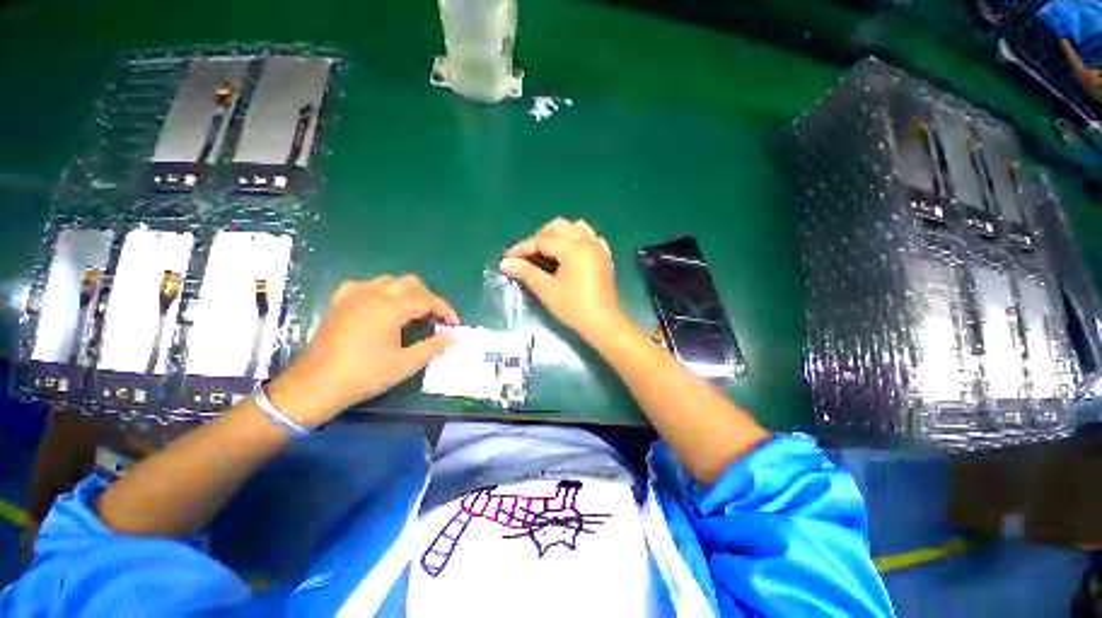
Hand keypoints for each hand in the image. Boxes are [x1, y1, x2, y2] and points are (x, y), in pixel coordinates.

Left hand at [266, 275, 459, 425]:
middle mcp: (373, 295)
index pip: (427, 300)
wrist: (316, 386)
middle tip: (434, 318)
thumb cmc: (364, 375)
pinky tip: (379, 304)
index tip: (454, 324)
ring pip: (387, 280)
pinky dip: (378, 291)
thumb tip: (454, 337)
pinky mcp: (339, 304)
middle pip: (410, 283)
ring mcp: (353, 297)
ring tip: (411, 311)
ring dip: (405, 292)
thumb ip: (433, 347)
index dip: (445, 310)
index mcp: (390, 308)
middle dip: (428, 297)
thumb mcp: (405, 364)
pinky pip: (363, 286)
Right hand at [500, 218, 621, 336]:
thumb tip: (504, 263)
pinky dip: (577, 239)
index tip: (507, 258)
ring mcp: (598, 247)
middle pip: (558, 227)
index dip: (522, 248)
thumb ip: (525, 272)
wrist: (603, 323)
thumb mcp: (546, 289)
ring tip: (548, 252)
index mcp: (573, 247)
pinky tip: (570, 253)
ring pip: (575, 228)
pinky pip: (589, 238)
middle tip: (528, 256)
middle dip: (539, 238)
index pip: (542, 240)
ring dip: (558, 235)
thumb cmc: (574, 307)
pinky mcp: (604, 257)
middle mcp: (587, 241)